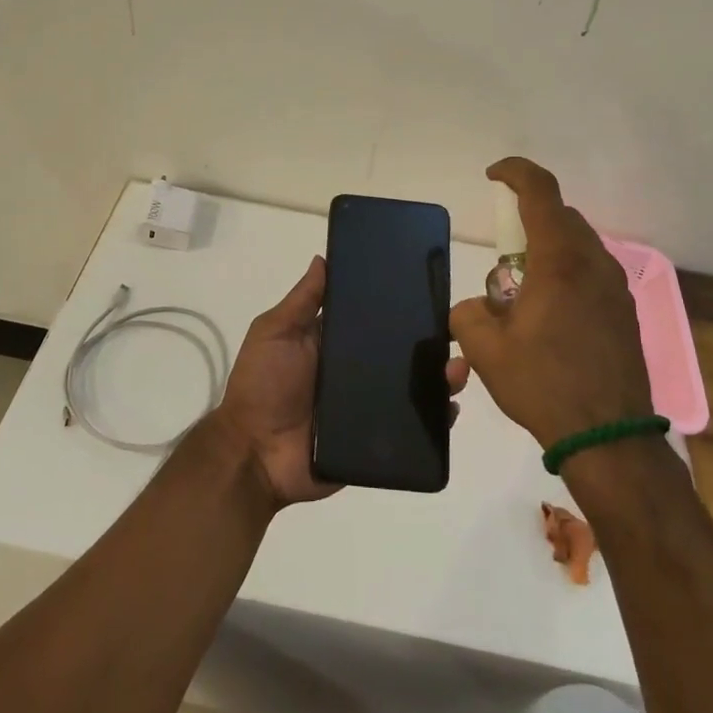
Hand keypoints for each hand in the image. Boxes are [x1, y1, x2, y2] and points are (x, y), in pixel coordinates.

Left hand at [211, 255, 469, 508]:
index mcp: (334, 343)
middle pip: (400, 352)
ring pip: (413, 387)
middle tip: (455, 332)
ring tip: (458, 369)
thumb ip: (302, 301)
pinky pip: (412, 427)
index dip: (398, 305)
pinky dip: (434, 418)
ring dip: (439, 377)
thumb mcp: (275, 333)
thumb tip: (323, 258)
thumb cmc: (262, 385)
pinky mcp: (376, 439)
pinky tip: (450, 407)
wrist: (254, 454)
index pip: (373, 319)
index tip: (428, 288)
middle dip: (429, 342)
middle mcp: (356, 371)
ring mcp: (368, 405)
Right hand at [450, 158, 651, 450]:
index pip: (541, 191)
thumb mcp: (486, 350)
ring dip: (547, 252)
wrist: (610, 438)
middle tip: (502, 260)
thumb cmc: (544, 385)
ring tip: (524, 295)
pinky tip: (551, 317)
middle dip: (527, 222)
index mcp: (560, 261)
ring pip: (578, 245)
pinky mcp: (625, 311)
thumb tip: (478, 308)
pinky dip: (566, 274)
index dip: (515, 172)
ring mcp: (616, 287)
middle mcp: (594, 263)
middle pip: (560, 217)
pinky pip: (591, 272)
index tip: (492, 176)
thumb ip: (468, 314)